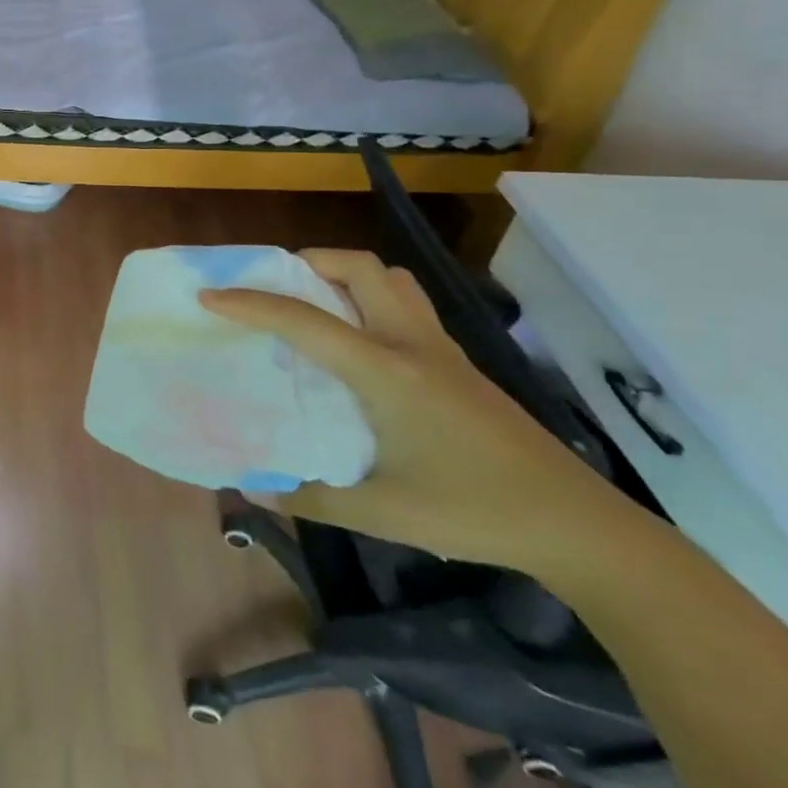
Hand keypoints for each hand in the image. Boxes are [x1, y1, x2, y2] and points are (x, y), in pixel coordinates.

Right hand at [199, 249, 630, 572]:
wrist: (578, 526)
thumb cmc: (474, 512)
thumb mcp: (382, 512)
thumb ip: (310, 497)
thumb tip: (253, 490)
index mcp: (385, 371)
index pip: (304, 319)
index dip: (250, 303)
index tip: (209, 295)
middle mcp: (411, 343)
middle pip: (358, 266)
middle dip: (307, 261)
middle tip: (274, 286)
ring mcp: (440, 348)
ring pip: (389, 278)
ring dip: (345, 273)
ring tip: (314, 302)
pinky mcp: (459, 362)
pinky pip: (405, 304)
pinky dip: (370, 298)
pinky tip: (360, 343)